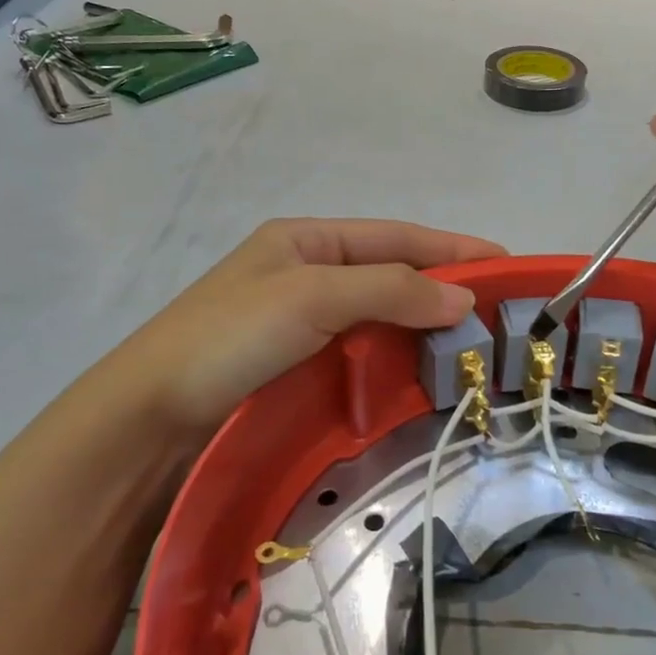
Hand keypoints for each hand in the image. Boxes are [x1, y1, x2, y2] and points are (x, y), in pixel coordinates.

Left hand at [110, 219, 504, 436]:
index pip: (395, 237)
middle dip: (444, 288)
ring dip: (424, 326)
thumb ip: (391, 290)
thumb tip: (463, 300)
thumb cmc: (230, 337)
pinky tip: (423, 370)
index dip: (451, 248)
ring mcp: (302, 322)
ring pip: (380, 315)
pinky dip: (397, 356)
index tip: (505, 263)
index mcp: (306, 239)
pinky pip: (362, 351)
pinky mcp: (298, 365)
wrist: (150, 417)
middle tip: (499, 311)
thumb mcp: (312, 295)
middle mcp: (308, 273)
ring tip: (473, 343)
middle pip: (391, 273)